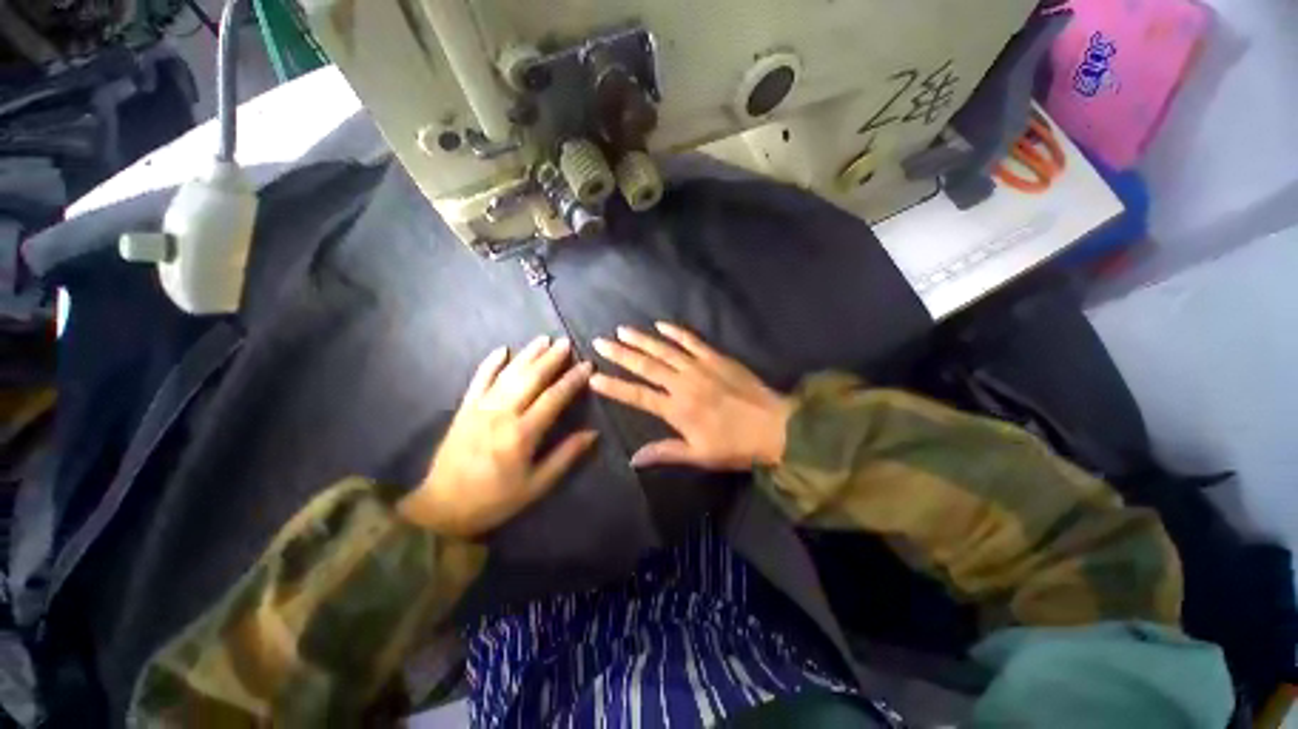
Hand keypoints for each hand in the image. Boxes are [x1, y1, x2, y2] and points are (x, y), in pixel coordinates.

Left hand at [398, 337, 596, 536]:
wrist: (443, 507)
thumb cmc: (495, 499)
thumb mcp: (537, 485)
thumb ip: (566, 456)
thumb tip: (593, 433)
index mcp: (522, 434)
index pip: (553, 398)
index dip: (572, 380)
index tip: (587, 365)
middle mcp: (502, 414)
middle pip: (531, 379)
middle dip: (551, 359)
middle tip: (566, 342)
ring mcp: (480, 408)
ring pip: (508, 374)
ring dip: (527, 355)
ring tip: (544, 339)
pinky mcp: (464, 409)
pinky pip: (478, 380)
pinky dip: (490, 363)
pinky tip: (502, 349)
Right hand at [590, 322, 791, 470]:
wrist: (775, 426)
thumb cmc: (735, 445)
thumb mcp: (699, 456)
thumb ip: (665, 453)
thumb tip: (633, 459)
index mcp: (677, 409)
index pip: (637, 396)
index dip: (614, 387)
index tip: (594, 377)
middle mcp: (683, 384)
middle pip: (646, 366)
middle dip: (620, 354)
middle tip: (600, 342)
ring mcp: (700, 367)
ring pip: (664, 350)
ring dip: (642, 339)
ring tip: (622, 330)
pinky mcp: (716, 357)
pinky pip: (692, 340)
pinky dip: (676, 332)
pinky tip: (661, 325)